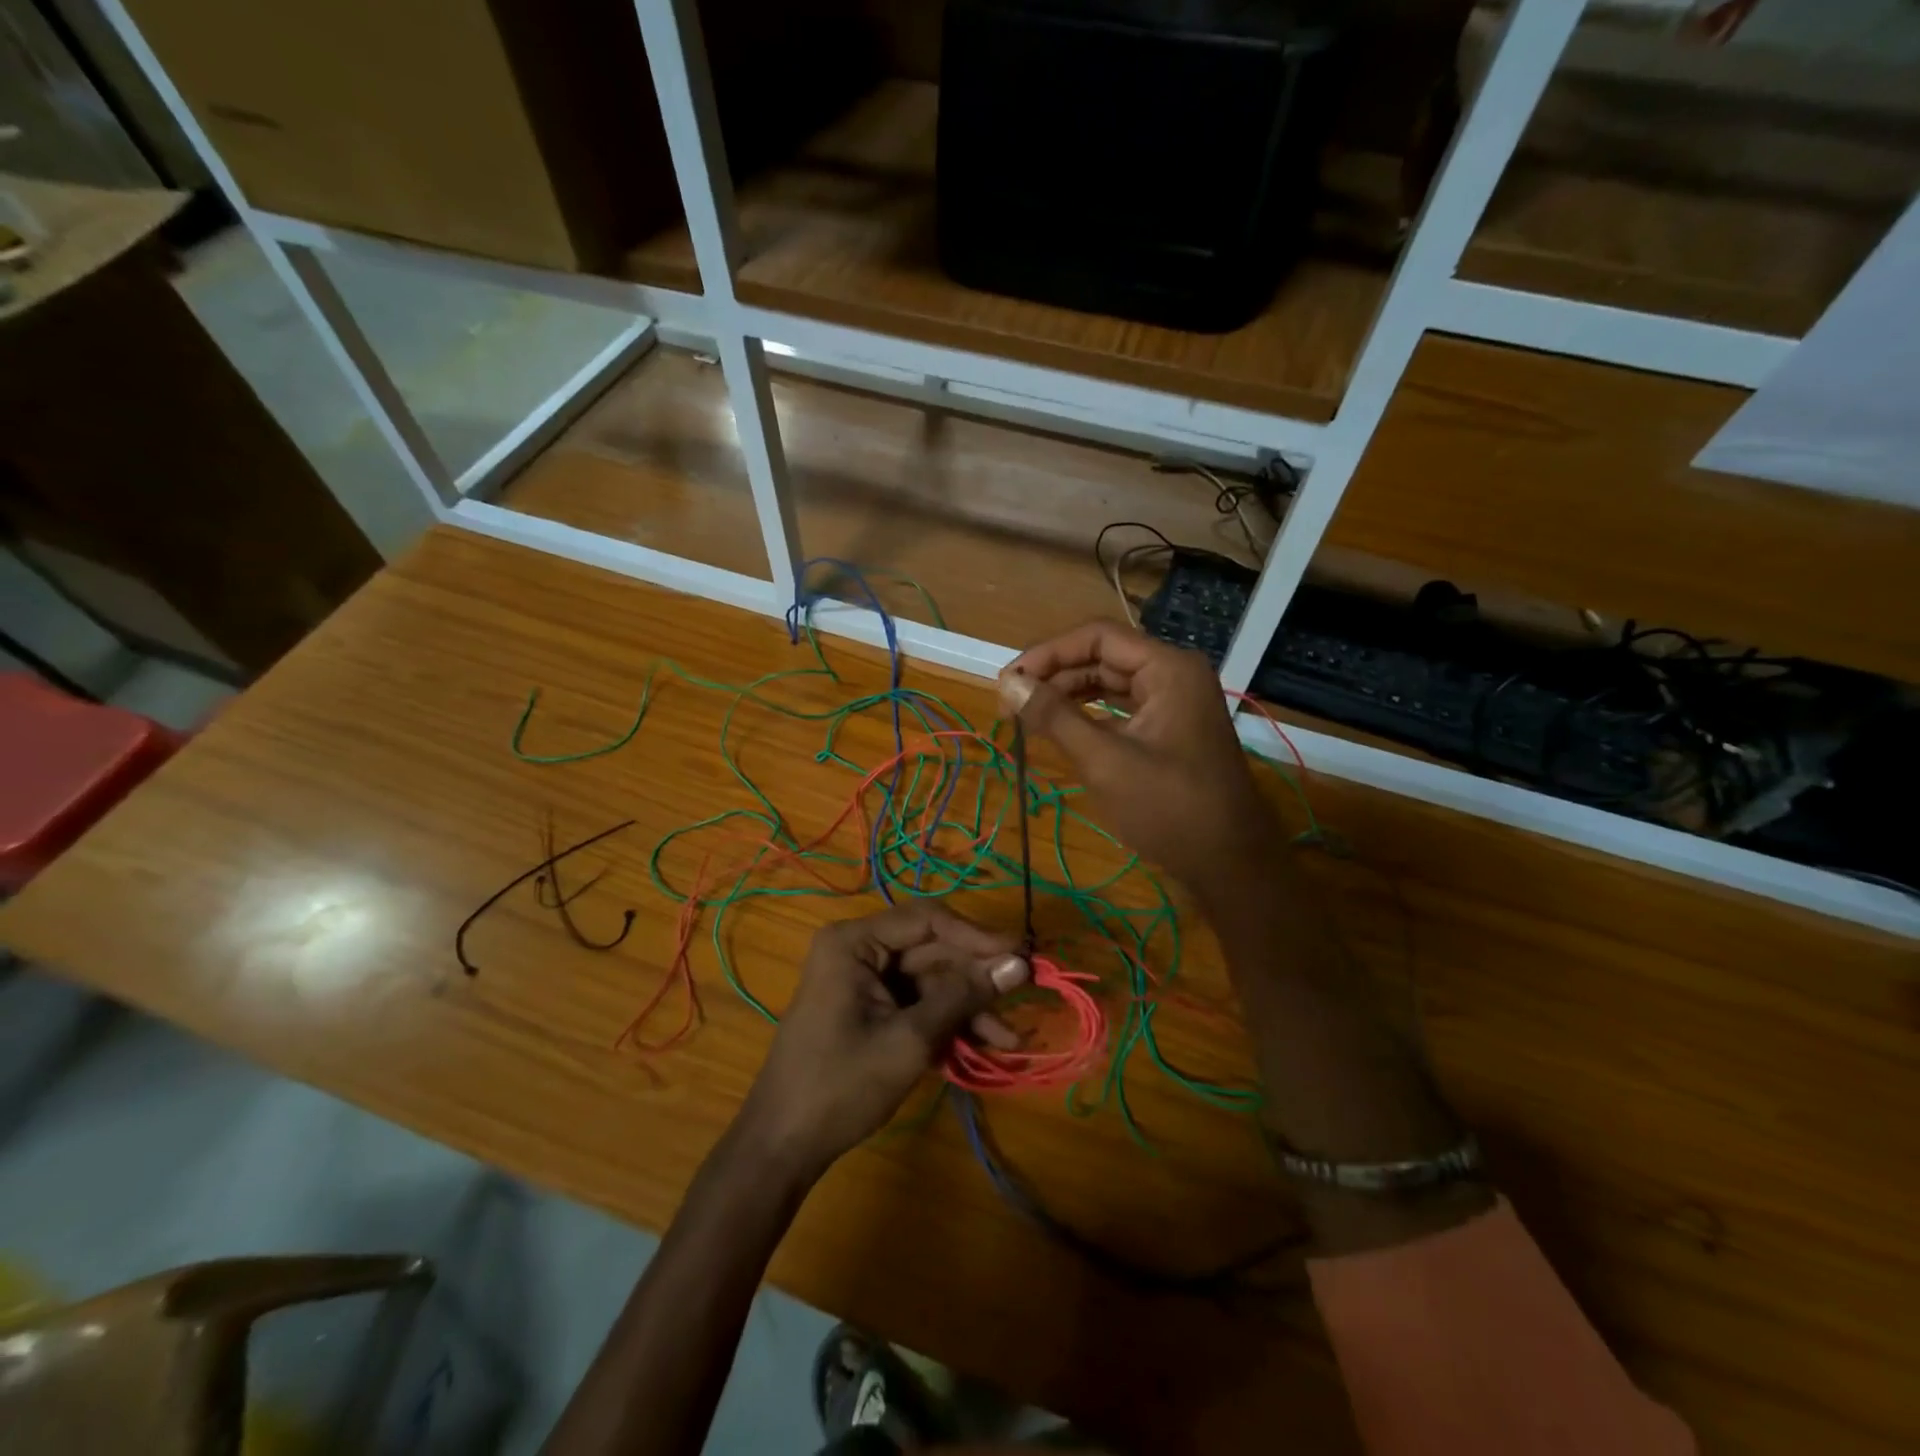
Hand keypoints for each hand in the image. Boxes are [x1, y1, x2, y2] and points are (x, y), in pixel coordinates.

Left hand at [738, 904, 1027, 1181]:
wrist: (783, 1146)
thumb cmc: (840, 1085)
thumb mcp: (909, 1040)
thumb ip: (963, 997)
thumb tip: (1018, 963)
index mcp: (855, 942)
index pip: (928, 920)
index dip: (977, 936)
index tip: (1021, 955)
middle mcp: (858, 950)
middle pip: (932, 951)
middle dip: (976, 979)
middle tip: (1023, 996)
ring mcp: (863, 981)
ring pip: (930, 980)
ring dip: (967, 1007)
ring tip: (1008, 1039)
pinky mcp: (870, 1009)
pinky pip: (917, 1003)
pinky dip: (947, 1022)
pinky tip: (982, 1045)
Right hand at [1001, 621, 1283, 892]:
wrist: (1231, 865)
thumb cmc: (1170, 809)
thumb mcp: (1105, 761)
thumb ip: (1054, 717)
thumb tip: (1007, 685)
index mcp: (1168, 668)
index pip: (1097, 638)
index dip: (1047, 653)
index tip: (1008, 681)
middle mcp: (1174, 675)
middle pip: (1103, 658)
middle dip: (1055, 676)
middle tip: (1011, 702)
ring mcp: (1176, 703)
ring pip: (1111, 684)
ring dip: (1069, 696)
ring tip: (1027, 716)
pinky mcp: (1171, 731)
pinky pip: (1122, 710)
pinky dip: (1090, 717)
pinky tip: (1061, 732)